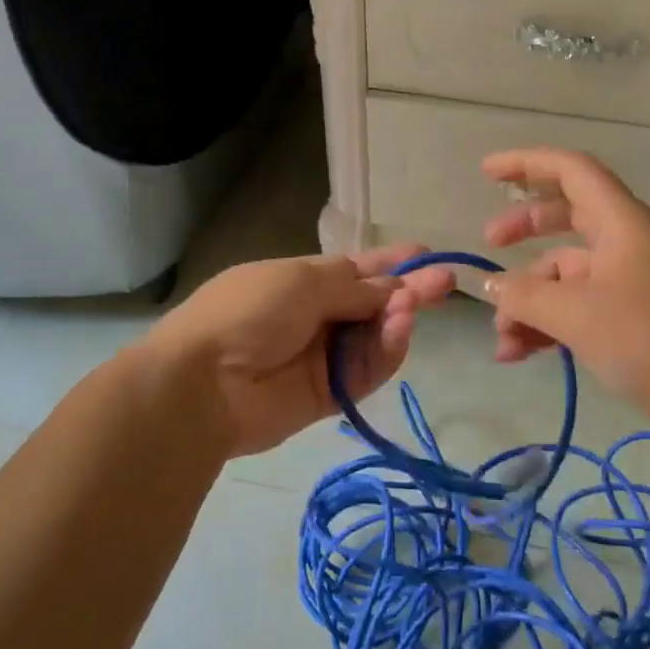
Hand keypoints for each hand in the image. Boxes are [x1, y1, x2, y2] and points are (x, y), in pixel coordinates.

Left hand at [144, 245, 455, 457]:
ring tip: (413, 306)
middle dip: (408, 291)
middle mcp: (317, 316)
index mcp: (303, 281)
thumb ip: (354, 286)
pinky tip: (401, 330)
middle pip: (373, 303)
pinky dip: (387, 350)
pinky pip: (368, 370)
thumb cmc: (249, 311)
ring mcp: (324, 356)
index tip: (425, 254)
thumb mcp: (302, 282)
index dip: (389, 263)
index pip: (356, 270)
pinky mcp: (331, 394)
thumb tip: (392, 287)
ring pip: (375, 336)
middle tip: (445, 282)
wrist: (204, 383)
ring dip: (398, 319)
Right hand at [480, 148, 649, 455]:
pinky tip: (524, 355)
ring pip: (572, 275)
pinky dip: (553, 326)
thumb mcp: (580, 315)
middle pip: (569, 218)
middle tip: (488, 246)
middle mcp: (631, 246)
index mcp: (623, 224)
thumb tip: (490, 285)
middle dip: (525, 229)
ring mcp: (639, 286)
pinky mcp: (644, 326)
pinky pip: (585, 310)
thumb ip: (526, 296)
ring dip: (532, 298)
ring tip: (502, 340)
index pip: (572, 171)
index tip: (486, 172)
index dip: (527, 164)